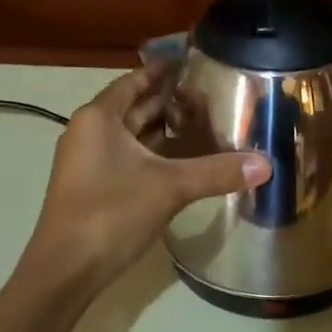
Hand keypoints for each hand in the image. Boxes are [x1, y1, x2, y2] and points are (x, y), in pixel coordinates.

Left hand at [25, 67, 270, 291]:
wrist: (65, 270)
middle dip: (169, 101)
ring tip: (204, 123)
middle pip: (133, 107)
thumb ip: (217, 172)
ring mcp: (88, 162)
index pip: (135, 80)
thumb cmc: (111, 213)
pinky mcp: (93, 187)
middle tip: (211, 95)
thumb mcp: (170, 187)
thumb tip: (266, 164)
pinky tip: (183, 162)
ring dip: (162, 130)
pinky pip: (128, 158)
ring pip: (131, 135)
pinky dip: (154, 154)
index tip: (193, 61)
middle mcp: (89, 132)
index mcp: (99, 118)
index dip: (163, 70)